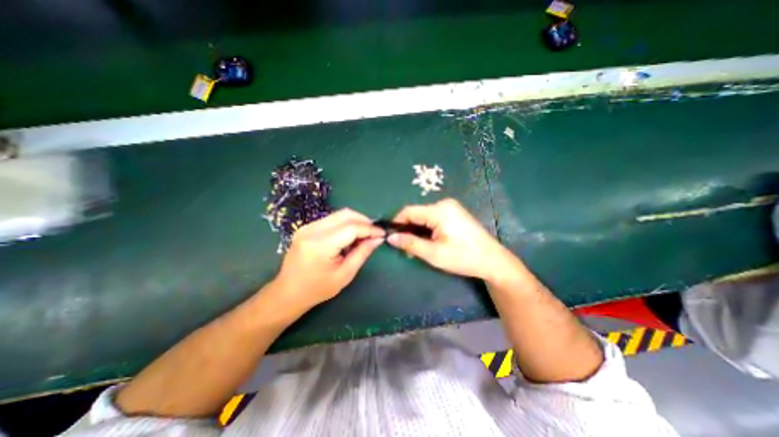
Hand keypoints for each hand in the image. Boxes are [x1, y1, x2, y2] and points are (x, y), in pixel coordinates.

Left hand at [272, 208, 383, 306]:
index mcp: (320, 245)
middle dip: (364, 220)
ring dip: (355, 221)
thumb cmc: (317, 289)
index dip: (370, 228)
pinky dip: (345, 224)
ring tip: (364, 235)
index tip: (382, 233)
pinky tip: (350, 236)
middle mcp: (312, 230)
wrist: (288, 293)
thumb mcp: (345, 274)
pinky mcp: (306, 227)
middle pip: (345, 214)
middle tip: (374, 232)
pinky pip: (331, 219)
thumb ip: (362, 253)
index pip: (351, 227)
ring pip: (339, 214)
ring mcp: (307, 227)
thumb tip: (378, 238)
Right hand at [386, 197, 514, 279]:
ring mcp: (451, 207)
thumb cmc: (463, 257)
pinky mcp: (454, 213)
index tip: (390, 237)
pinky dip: (426, 229)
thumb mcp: (434, 254)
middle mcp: (444, 204)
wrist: (492, 260)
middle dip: (408, 229)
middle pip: (416, 213)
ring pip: (424, 216)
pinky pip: (433, 218)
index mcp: (439, 210)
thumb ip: (410, 244)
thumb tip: (390, 237)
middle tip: (405, 249)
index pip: (409, 211)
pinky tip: (428, 242)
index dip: (396, 223)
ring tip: (416, 248)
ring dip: (417, 231)